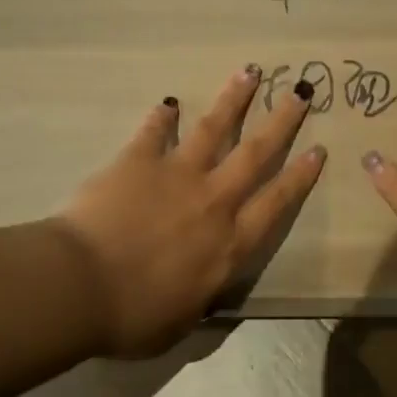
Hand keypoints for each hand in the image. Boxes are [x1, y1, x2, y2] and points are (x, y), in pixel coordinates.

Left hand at [57, 64, 326, 356]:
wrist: (80, 286)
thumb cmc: (133, 317)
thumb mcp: (180, 324)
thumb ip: (199, 300)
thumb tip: (205, 292)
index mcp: (229, 244)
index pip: (275, 203)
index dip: (299, 176)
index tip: (317, 149)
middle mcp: (213, 201)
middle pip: (255, 153)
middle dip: (282, 121)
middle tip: (300, 92)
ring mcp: (176, 175)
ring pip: (214, 129)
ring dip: (234, 99)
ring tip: (250, 72)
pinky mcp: (138, 161)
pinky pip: (154, 132)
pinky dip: (161, 116)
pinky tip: (168, 101)